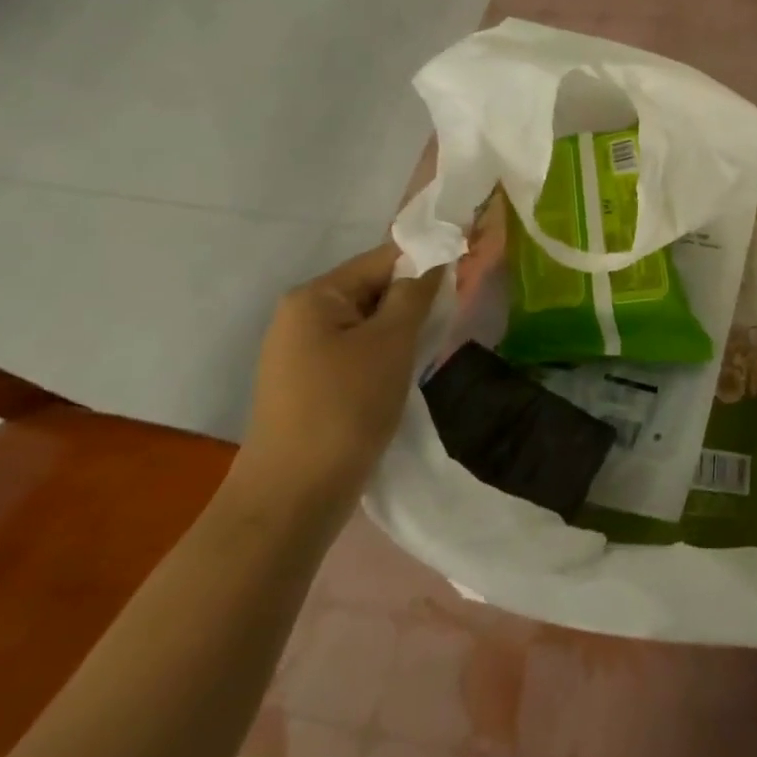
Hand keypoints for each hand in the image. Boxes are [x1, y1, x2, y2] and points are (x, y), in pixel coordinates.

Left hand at [236, 244, 444, 511]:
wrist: (293, 497)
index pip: (382, 258)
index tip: (464, 278)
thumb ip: (415, 294)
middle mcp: (300, 315)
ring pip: (368, 323)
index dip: (426, 263)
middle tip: (450, 319)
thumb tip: (435, 259)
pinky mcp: (308, 382)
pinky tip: (403, 375)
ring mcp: (300, 351)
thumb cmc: (346, 408)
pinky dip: (384, 354)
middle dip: (413, 301)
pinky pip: (356, 350)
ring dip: (401, 331)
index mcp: (314, 296)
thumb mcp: (391, 343)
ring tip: (430, 349)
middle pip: (373, 289)